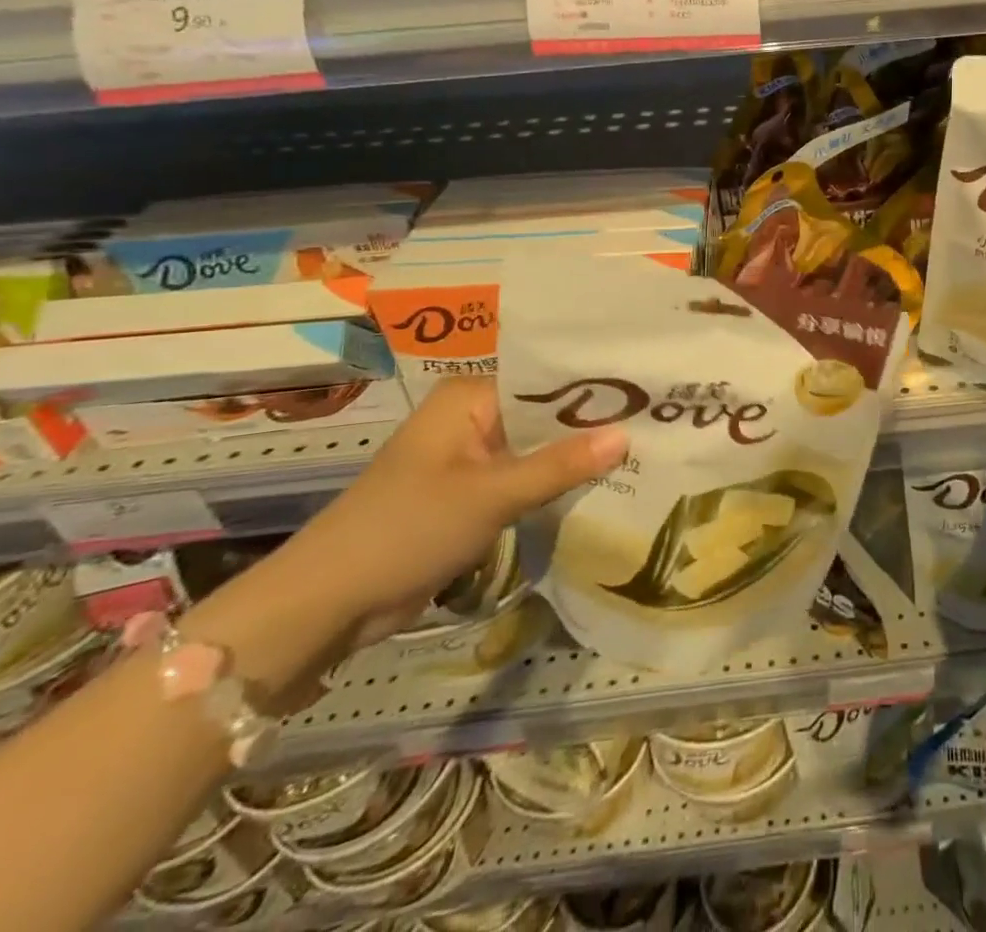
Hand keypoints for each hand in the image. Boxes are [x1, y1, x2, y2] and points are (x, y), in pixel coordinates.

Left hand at [272, 379, 626, 648]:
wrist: (328, 604)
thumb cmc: (406, 529)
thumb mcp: (491, 495)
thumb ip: (560, 465)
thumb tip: (628, 435)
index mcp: (469, 397)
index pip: (548, 381)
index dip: (597, 391)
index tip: (650, 397)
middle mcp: (471, 417)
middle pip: (545, 415)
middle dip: (592, 427)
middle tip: (658, 427)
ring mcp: (470, 458)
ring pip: (537, 450)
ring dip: (575, 459)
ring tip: (643, 453)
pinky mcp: (469, 495)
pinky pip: (523, 479)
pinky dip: (553, 485)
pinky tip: (601, 486)